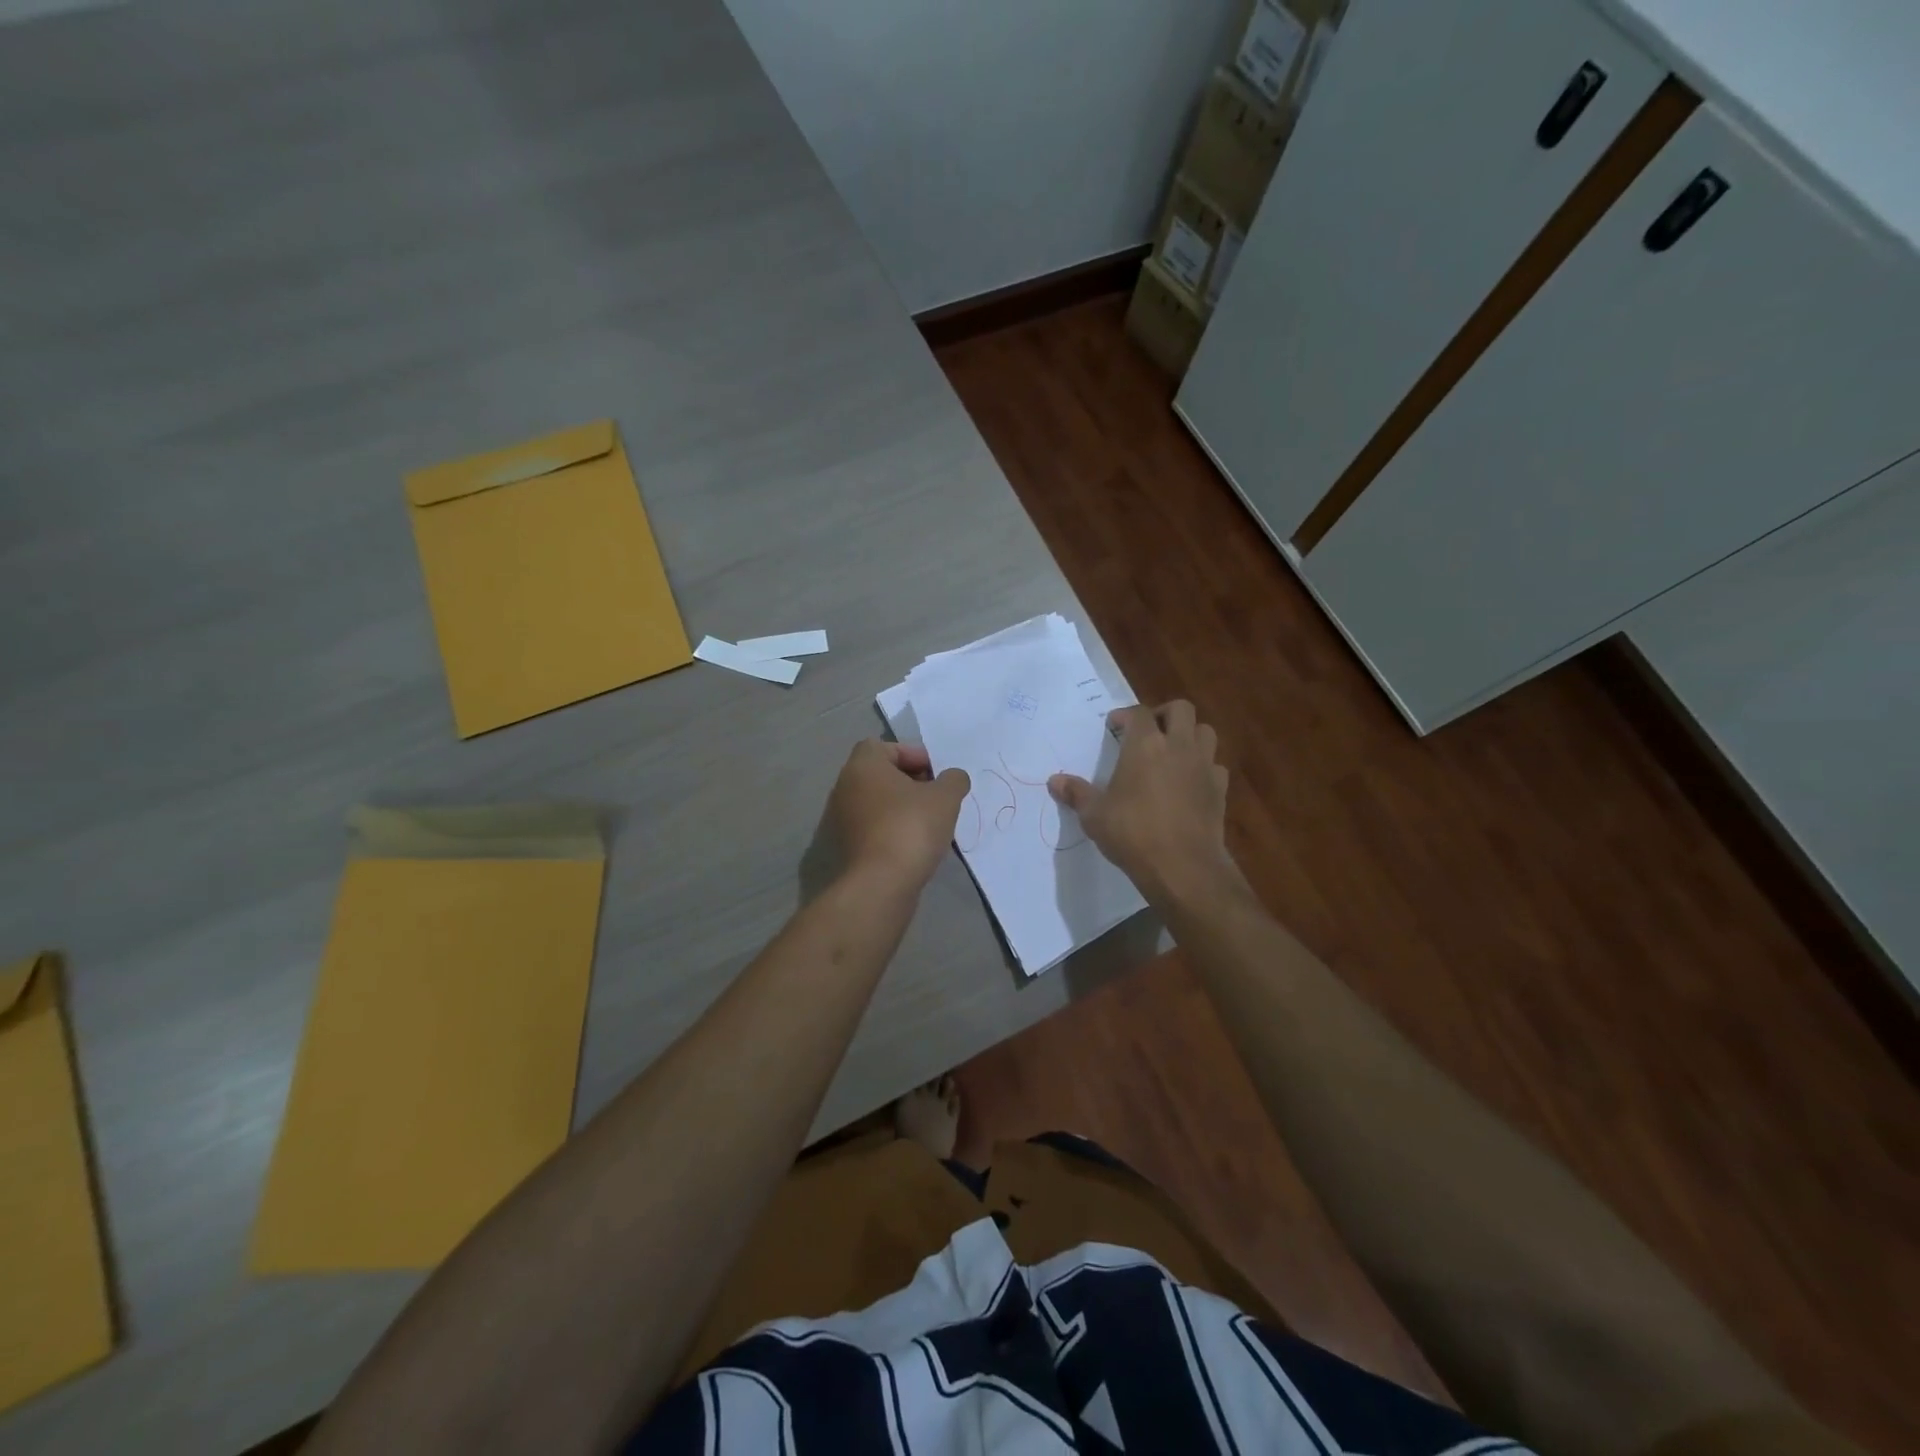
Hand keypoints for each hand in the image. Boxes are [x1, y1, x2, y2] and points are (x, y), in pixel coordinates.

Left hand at [827, 740, 970, 894]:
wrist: (880, 884)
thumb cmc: (911, 827)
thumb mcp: (945, 797)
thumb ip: (953, 780)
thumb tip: (953, 778)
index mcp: (862, 765)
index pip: (886, 747)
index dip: (914, 755)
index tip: (937, 774)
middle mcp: (845, 787)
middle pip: (881, 775)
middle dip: (911, 782)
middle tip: (937, 797)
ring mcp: (840, 819)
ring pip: (877, 803)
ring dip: (902, 807)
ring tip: (930, 822)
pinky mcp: (845, 847)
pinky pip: (873, 827)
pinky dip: (892, 829)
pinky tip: (915, 844)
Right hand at [1048, 700, 1237, 905]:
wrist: (1183, 866)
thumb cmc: (1132, 833)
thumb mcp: (1094, 815)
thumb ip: (1076, 793)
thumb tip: (1054, 781)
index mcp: (1145, 744)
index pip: (1138, 713)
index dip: (1125, 716)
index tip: (1114, 726)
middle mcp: (1178, 746)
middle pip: (1181, 709)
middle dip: (1164, 714)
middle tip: (1148, 732)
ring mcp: (1203, 766)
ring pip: (1205, 731)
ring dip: (1190, 735)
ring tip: (1172, 752)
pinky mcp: (1220, 789)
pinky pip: (1215, 765)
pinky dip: (1204, 767)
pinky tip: (1190, 782)